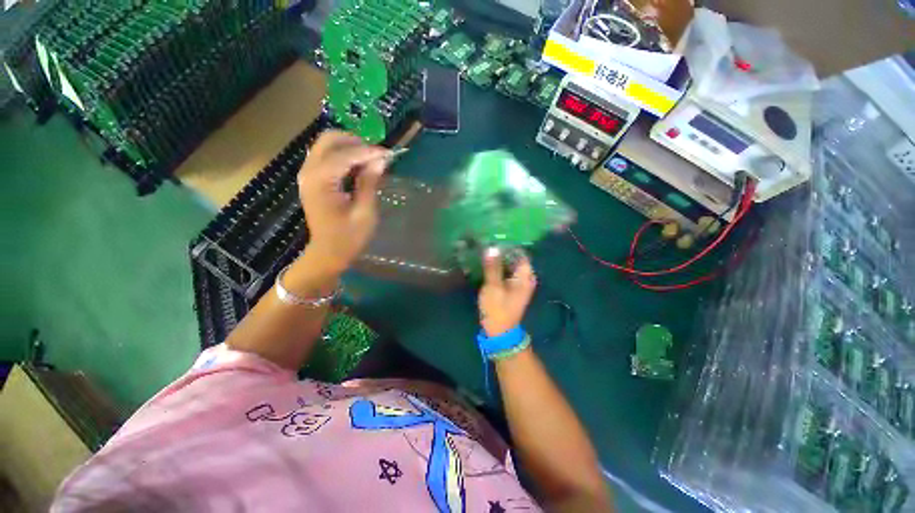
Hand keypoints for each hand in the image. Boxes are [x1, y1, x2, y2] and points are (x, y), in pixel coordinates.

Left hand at [297, 131, 388, 273]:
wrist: (328, 253)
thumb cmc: (349, 237)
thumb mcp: (364, 212)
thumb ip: (369, 183)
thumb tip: (380, 160)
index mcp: (321, 181)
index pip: (345, 154)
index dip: (368, 151)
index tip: (389, 154)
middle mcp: (309, 171)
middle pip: (329, 140)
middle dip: (355, 142)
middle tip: (376, 155)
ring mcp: (307, 174)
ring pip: (326, 145)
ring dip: (349, 147)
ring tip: (370, 161)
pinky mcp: (311, 179)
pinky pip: (326, 157)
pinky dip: (343, 156)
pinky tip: (358, 167)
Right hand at [479, 248, 536, 336]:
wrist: (499, 332)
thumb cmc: (497, 309)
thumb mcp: (493, 287)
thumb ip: (492, 267)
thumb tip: (492, 248)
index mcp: (525, 277)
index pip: (520, 253)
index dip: (508, 245)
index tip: (494, 238)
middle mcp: (525, 278)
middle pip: (515, 258)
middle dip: (502, 251)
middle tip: (486, 242)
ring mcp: (519, 283)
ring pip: (510, 265)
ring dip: (499, 259)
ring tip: (485, 249)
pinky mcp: (511, 288)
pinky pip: (506, 272)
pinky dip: (498, 267)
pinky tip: (487, 262)